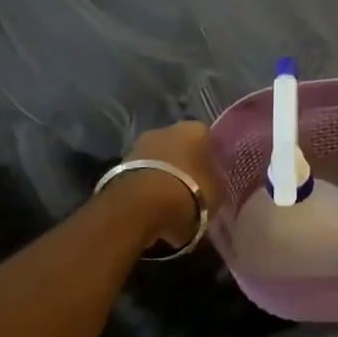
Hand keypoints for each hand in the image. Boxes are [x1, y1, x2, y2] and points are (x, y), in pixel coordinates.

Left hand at [125, 121, 224, 246]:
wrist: (141, 207)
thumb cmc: (189, 193)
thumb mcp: (218, 192)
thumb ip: (216, 182)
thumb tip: (213, 182)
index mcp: (196, 129)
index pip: (209, 140)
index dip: (212, 160)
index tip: (214, 178)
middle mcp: (166, 129)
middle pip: (180, 147)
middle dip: (185, 166)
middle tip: (193, 191)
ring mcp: (140, 145)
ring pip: (159, 161)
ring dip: (165, 176)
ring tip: (172, 203)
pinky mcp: (120, 165)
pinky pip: (143, 175)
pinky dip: (148, 188)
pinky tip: (154, 208)